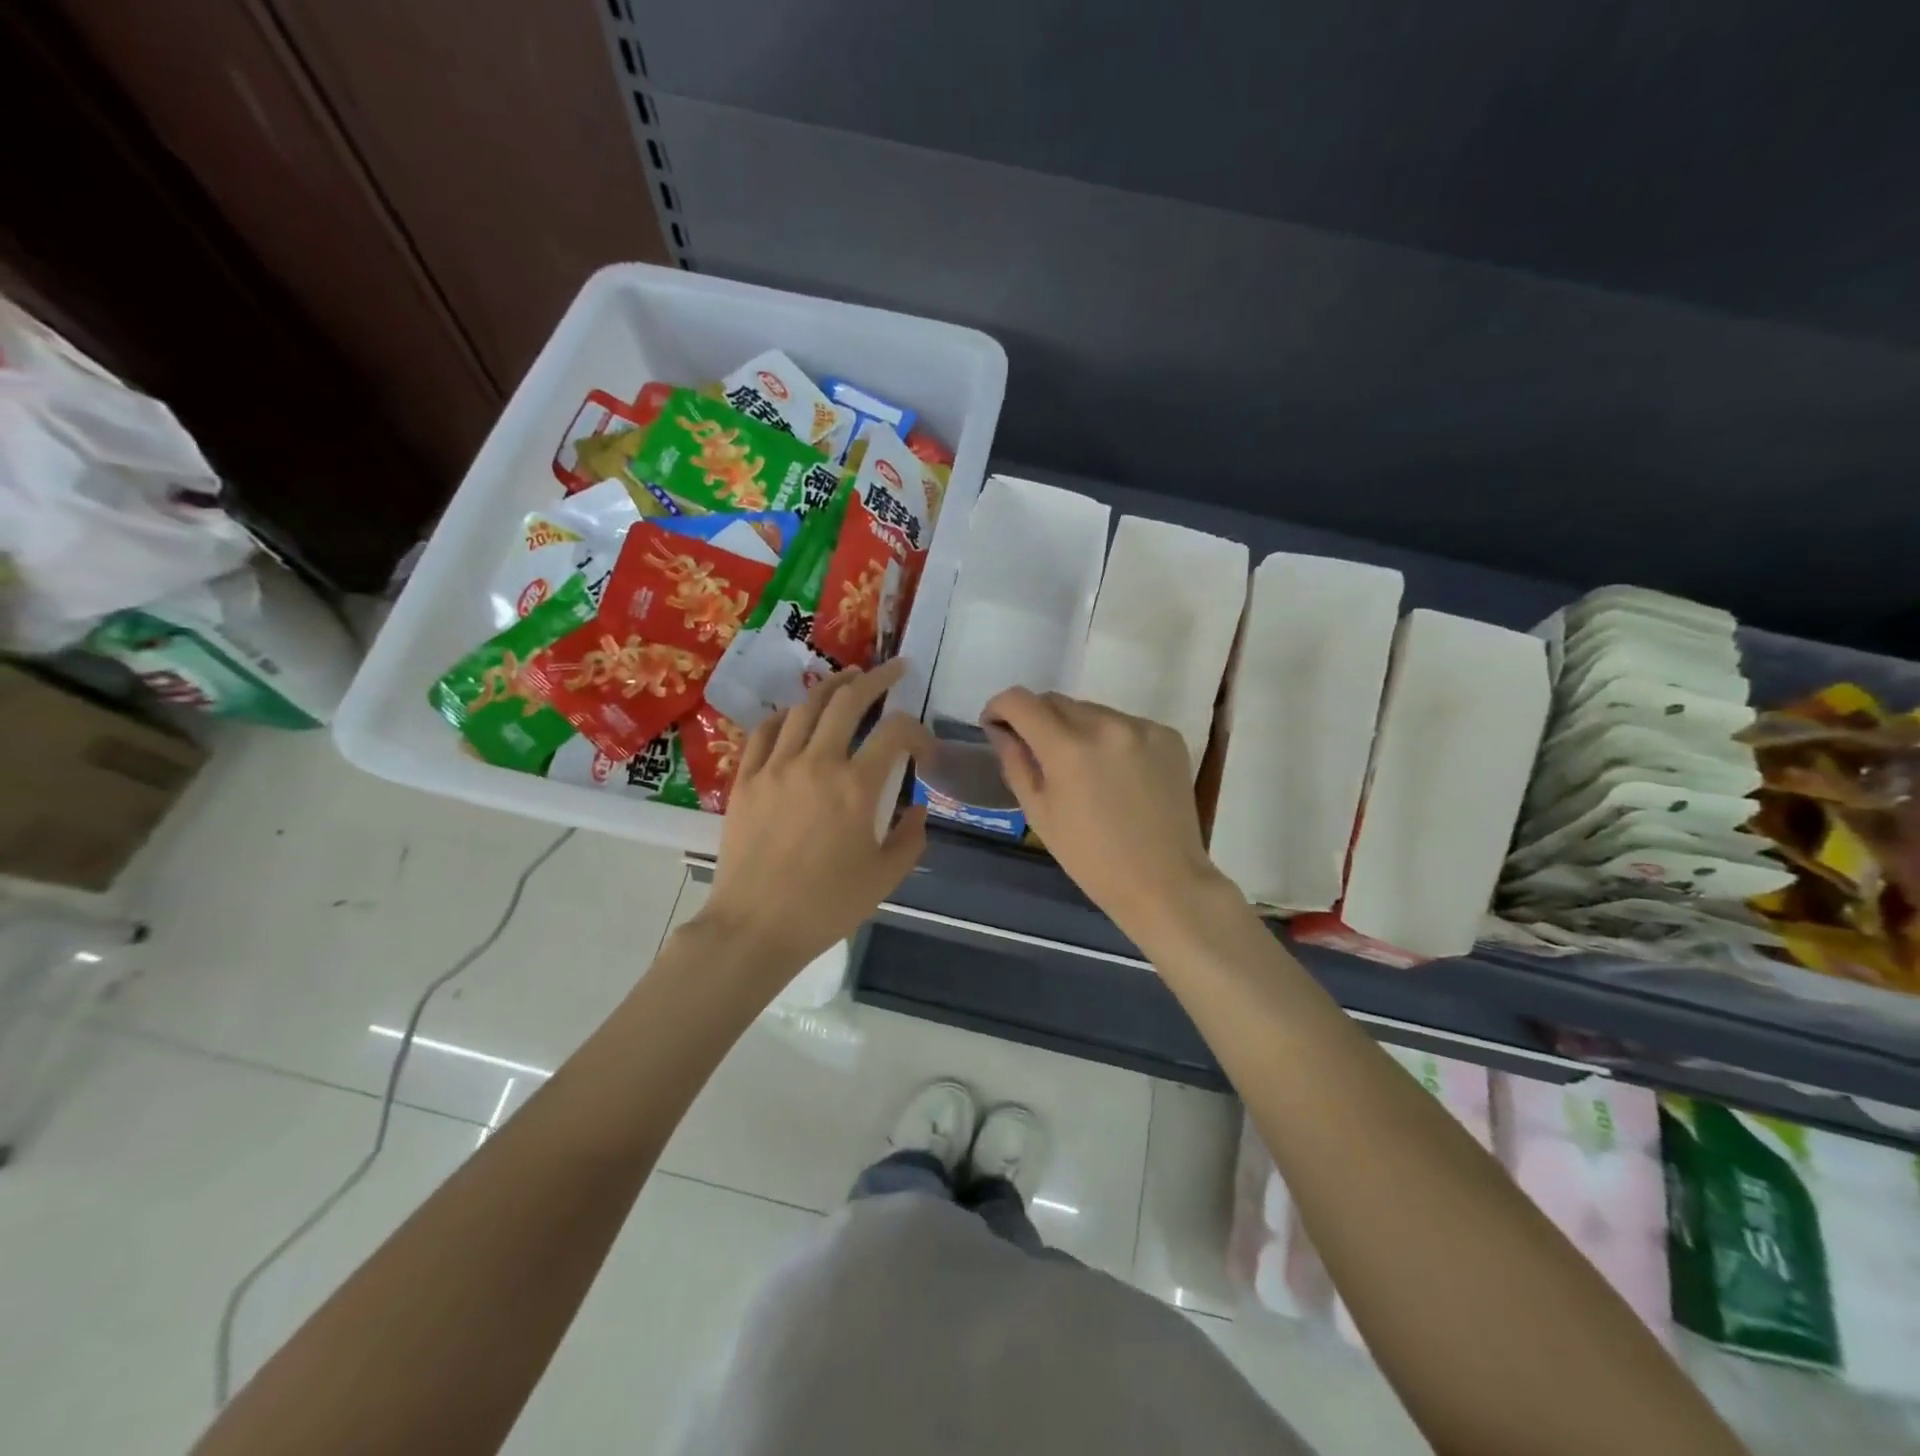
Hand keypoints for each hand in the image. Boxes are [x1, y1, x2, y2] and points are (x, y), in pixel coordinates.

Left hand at [700, 658, 934, 979]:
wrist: (755, 927)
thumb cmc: (826, 906)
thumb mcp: (885, 877)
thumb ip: (910, 837)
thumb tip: (917, 809)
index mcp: (856, 786)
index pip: (895, 732)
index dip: (917, 731)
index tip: (924, 750)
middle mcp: (816, 763)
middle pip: (848, 700)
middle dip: (877, 678)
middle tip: (894, 669)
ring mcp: (775, 767)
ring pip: (805, 707)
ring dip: (832, 687)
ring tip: (848, 680)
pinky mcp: (745, 779)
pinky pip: (765, 732)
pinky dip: (786, 716)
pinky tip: (796, 716)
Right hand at [983, 688, 1227, 941]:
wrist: (1164, 882)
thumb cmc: (1091, 858)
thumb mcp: (1039, 813)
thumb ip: (1015, 762)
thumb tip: (1001, 730)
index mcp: (1068, 748)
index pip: (1021, 701)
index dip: (999, 707)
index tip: (996, 725)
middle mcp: (1106, 725)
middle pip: (1056, 701)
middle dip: (1036, 719)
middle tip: (1034, 750)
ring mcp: (1142, 727)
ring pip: (1091, 710)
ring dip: (1075, 728)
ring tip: (1080, 767)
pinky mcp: (1168, 735)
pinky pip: (1124, 724)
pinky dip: (1109, 739)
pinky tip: (1116, 773)